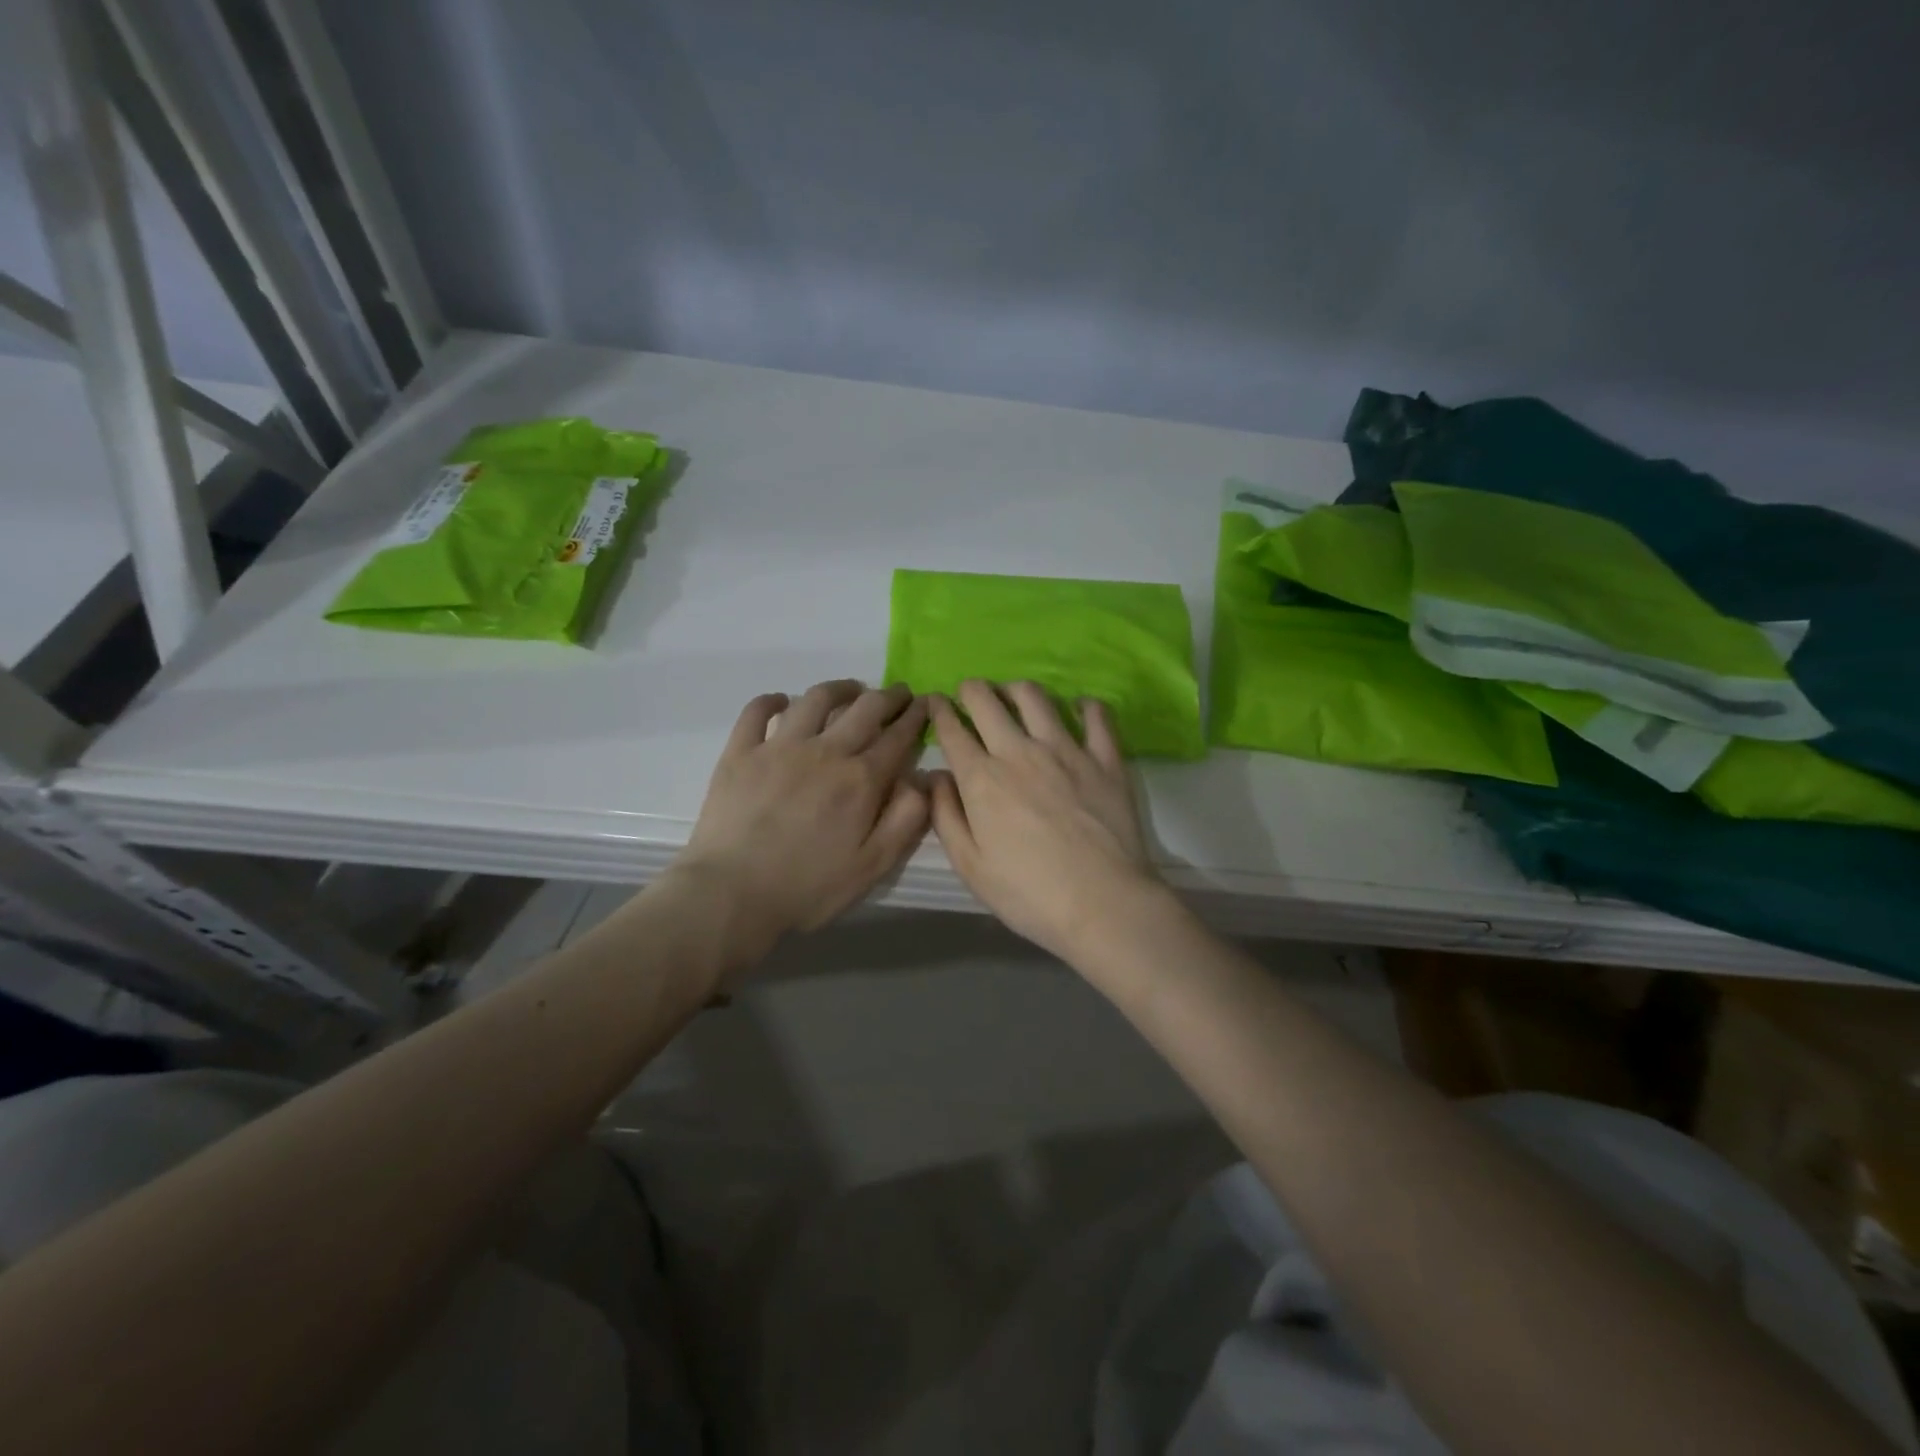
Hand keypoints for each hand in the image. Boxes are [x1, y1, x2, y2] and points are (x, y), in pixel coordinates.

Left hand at [675, 681, 930, 955]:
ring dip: (840, 689)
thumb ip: (906, 820)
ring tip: (851, 690)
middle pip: (865, 709)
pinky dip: (773, 700)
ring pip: (815, 699)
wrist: (731, 893)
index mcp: (861, 779)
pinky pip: (758, 711)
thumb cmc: (808, 887)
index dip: (916, 718)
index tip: (926, 704)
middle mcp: (825, 751)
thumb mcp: (873, 866)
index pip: (898, 737)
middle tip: (899, 693)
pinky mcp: (741, 751)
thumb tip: (923, 780)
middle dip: (889, 696)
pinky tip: (782, 701)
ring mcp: (779, 746)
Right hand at [928, 681, 1165, 963]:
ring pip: (1035, 697)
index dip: (939, 711)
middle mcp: (1020, 752)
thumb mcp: (970, 866)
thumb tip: (934, 777)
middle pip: (988, 701)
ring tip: (1014, 696)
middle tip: (970, 694)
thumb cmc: (1029, 893)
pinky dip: (1084, 705)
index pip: (953, 730)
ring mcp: (1066, 750)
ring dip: (1016, 689)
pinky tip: (1079, 708)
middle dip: (972, 690)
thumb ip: (946, 816)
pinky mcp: (1105, 758)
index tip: (935, 703)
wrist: (1103, 903)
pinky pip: (1096, 716)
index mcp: (982, 779)